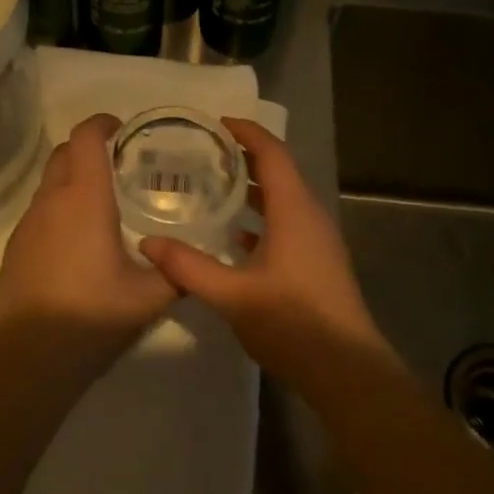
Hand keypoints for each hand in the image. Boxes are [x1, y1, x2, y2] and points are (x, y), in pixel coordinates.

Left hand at [0, 113, 180, 377]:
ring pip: (49, 181)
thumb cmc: (92, 316)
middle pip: (64, 152)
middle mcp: (51, 201)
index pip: (86, 137)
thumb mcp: (149, 297)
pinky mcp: (15, 246)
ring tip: (104, 203)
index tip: (124, 130)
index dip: (103, 123)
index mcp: (84, 199)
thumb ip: (177, 272)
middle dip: (89, 147)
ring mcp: (27, 223)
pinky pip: (40, 210)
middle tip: (121, 166)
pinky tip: (79, 239)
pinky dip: (60, 206)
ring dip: (73, 178)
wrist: (28, 357)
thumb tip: (195, 262)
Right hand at [140, 118, 385, 382]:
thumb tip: (147, 242)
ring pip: (283, 200)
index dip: (246, 132)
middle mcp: (309, 216)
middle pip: (278, 172)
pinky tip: (233, 238)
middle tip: (204, 154)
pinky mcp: (317, 262)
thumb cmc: (292, 322)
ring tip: (212, 188)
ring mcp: (317, 241)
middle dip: (244, 158)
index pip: (272, 153)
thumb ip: (188, 267)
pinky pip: (287, 225)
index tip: (216, 123)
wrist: (346, 370)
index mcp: (294, 210)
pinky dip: (261, 219)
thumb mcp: (232, 295)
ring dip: (252, 190)